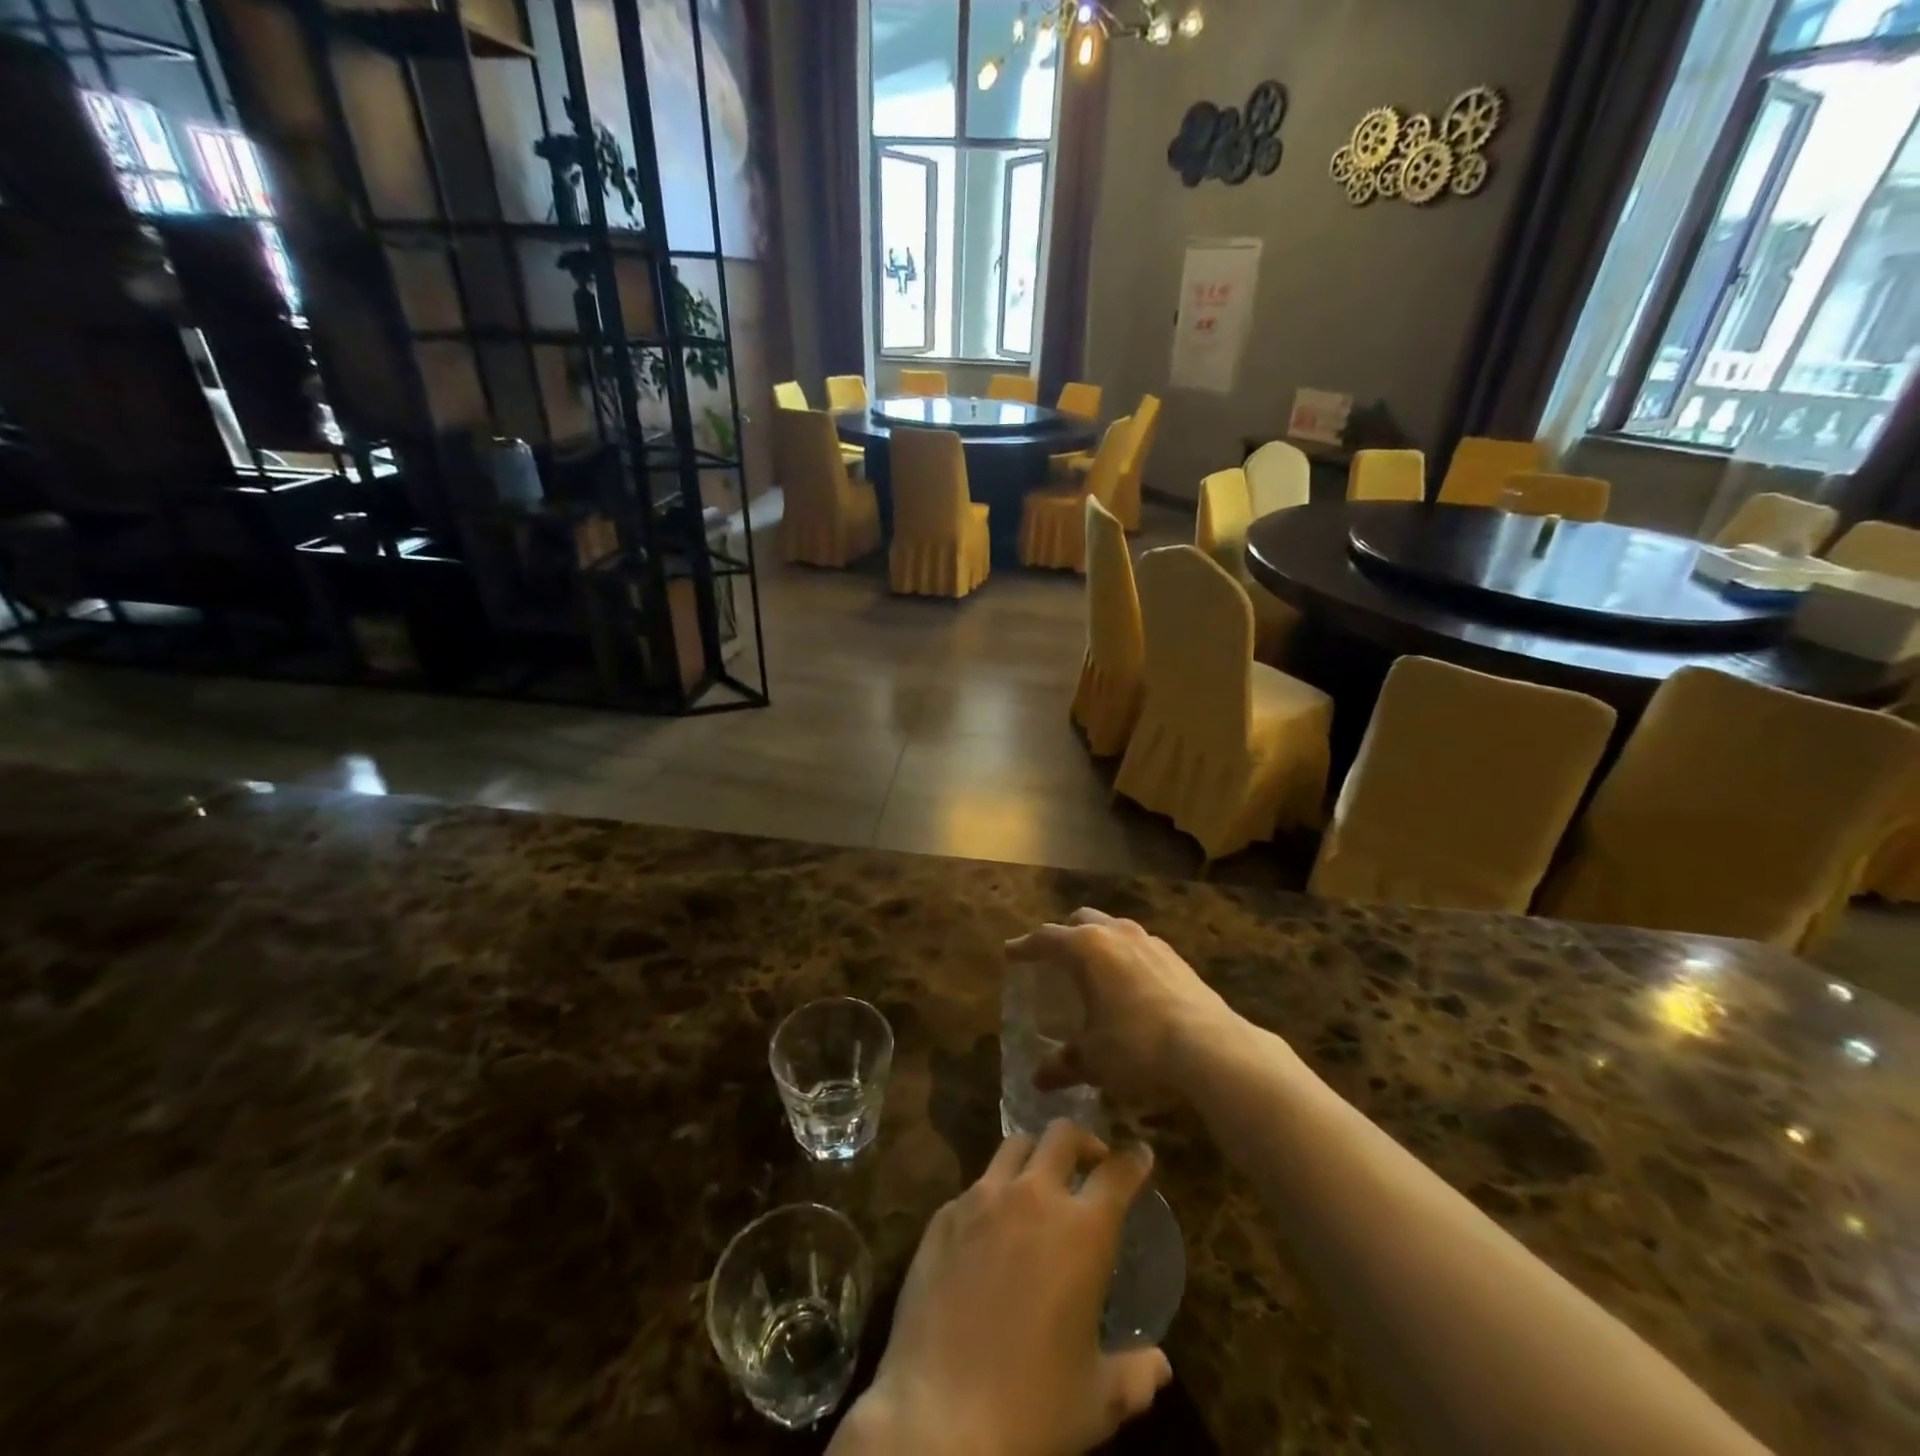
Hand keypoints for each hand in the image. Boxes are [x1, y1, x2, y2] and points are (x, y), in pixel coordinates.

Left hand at [836, 1122, 1170, 1455]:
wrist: (938, 1415)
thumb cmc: (1032, 1407)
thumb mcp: (1097, 1400)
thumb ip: (1135, 1375)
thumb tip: (1161, 1365)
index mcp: (1081, 1232)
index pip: (1116, 1173)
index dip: (1133, 1159)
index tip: (1139, 1154)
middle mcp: (1033, 1198)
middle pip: (1062, 1135)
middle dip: (1083, 1140)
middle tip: (1090, 1160)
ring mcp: (983, 1199)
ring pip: (1014, 1146)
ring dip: (1035, 1155)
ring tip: (1039, 1180)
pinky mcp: (945, 1214)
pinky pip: (976, 1184)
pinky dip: (994, 1192)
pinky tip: (992, 1225)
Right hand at [1006, 908, 1241, 1103]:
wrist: (1211, 1049)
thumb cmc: (1136, 1046)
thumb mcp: (1092, 1060)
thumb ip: (1063, 1064)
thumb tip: (1038, 1078)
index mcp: (1086, 948)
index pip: (1045, 939)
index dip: (1024, 947)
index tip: (1010, 953)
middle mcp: (1116, 934)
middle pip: (1080, 921)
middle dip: (1063, 934)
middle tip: (1053, 957)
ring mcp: (1150, 942)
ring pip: (1113, 929)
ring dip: (1098, 942)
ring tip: (1093, 970)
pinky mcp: (1177, 958)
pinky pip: (1140, 947)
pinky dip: (1125, 958)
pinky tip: (1129, 986)